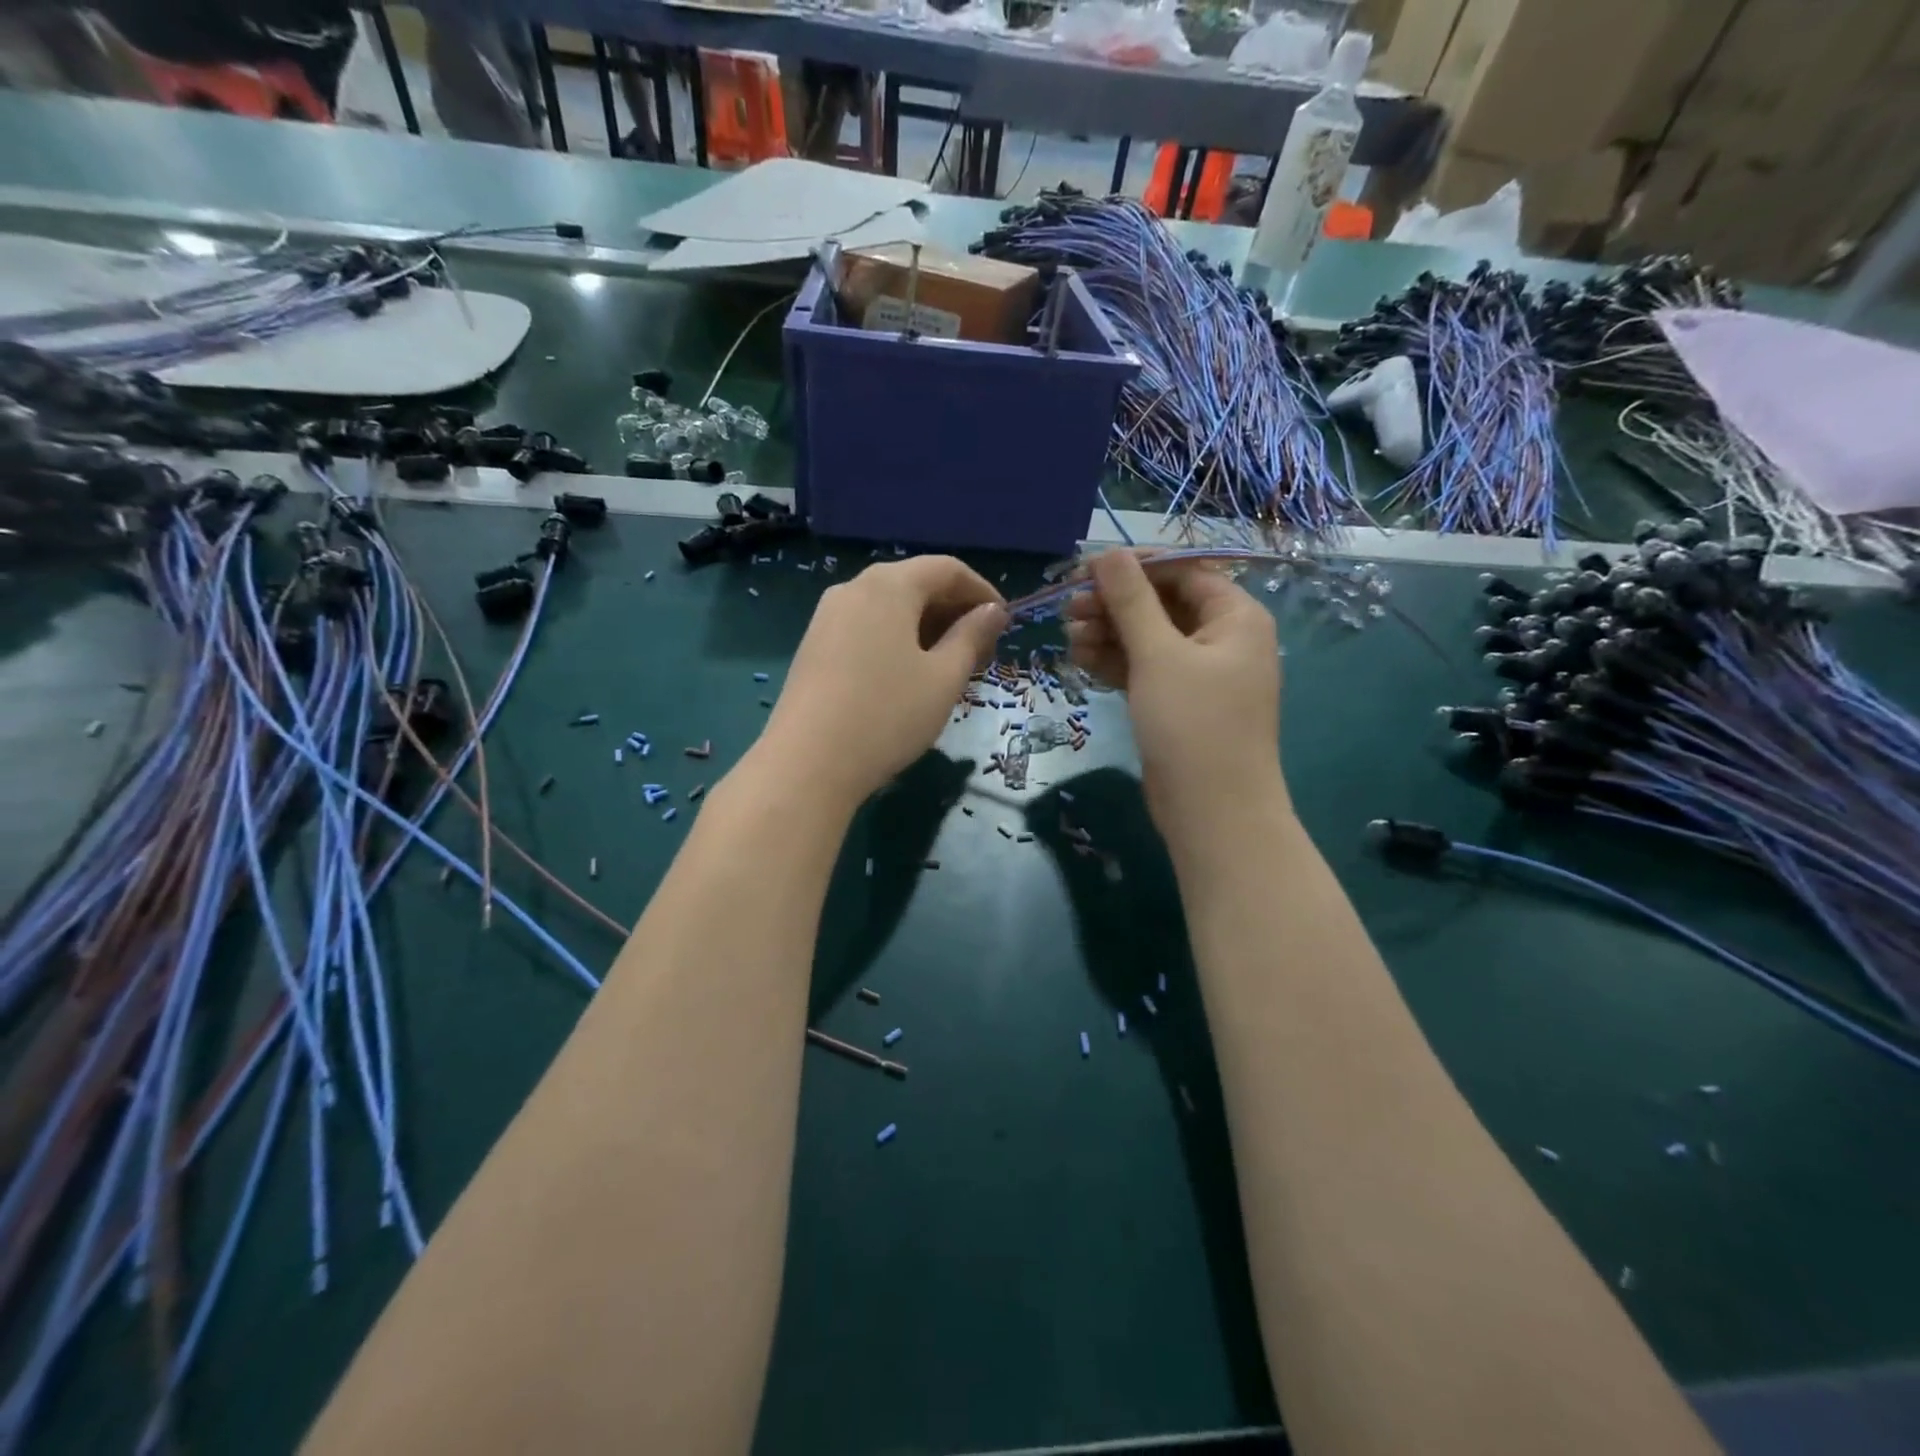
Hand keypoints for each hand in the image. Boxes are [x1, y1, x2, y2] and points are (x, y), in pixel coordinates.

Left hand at [757, 556, 1006, 810]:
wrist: (807, 764)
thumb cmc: (887, 715)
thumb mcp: (943, 678)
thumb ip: (972, 637)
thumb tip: (992, 611)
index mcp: (889, 585)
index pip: (947, 569)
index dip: (981, 591)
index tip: (1003, 624)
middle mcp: (853, 588)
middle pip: (915, 584)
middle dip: (953, 611)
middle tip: (980, 652)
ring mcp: (827, 617)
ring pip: (889, 608)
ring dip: (926, 628)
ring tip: (948, 667)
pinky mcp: (814, 646)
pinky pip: (866, 628)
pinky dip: (896, 640)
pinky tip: (908, 676)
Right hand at [1065, 549, 1283, 845]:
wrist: (1211, 812)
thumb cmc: (1193, 724)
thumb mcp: (1158, 655)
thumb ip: (1130, 600)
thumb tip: (1106, 552)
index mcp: (1235, 617)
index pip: (1182, 571)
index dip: (1134, 567)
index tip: (1084, 570)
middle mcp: (1222, 639)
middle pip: (1162, 604)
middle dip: (1115, 604)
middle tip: (1068, 608)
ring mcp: (1200, 674)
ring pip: (1149, 638)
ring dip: (1109, 633)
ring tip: (1068, 636)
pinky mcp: (1178, 703)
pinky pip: (1145, 669)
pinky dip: (1115, 662)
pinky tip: (1080, 659)